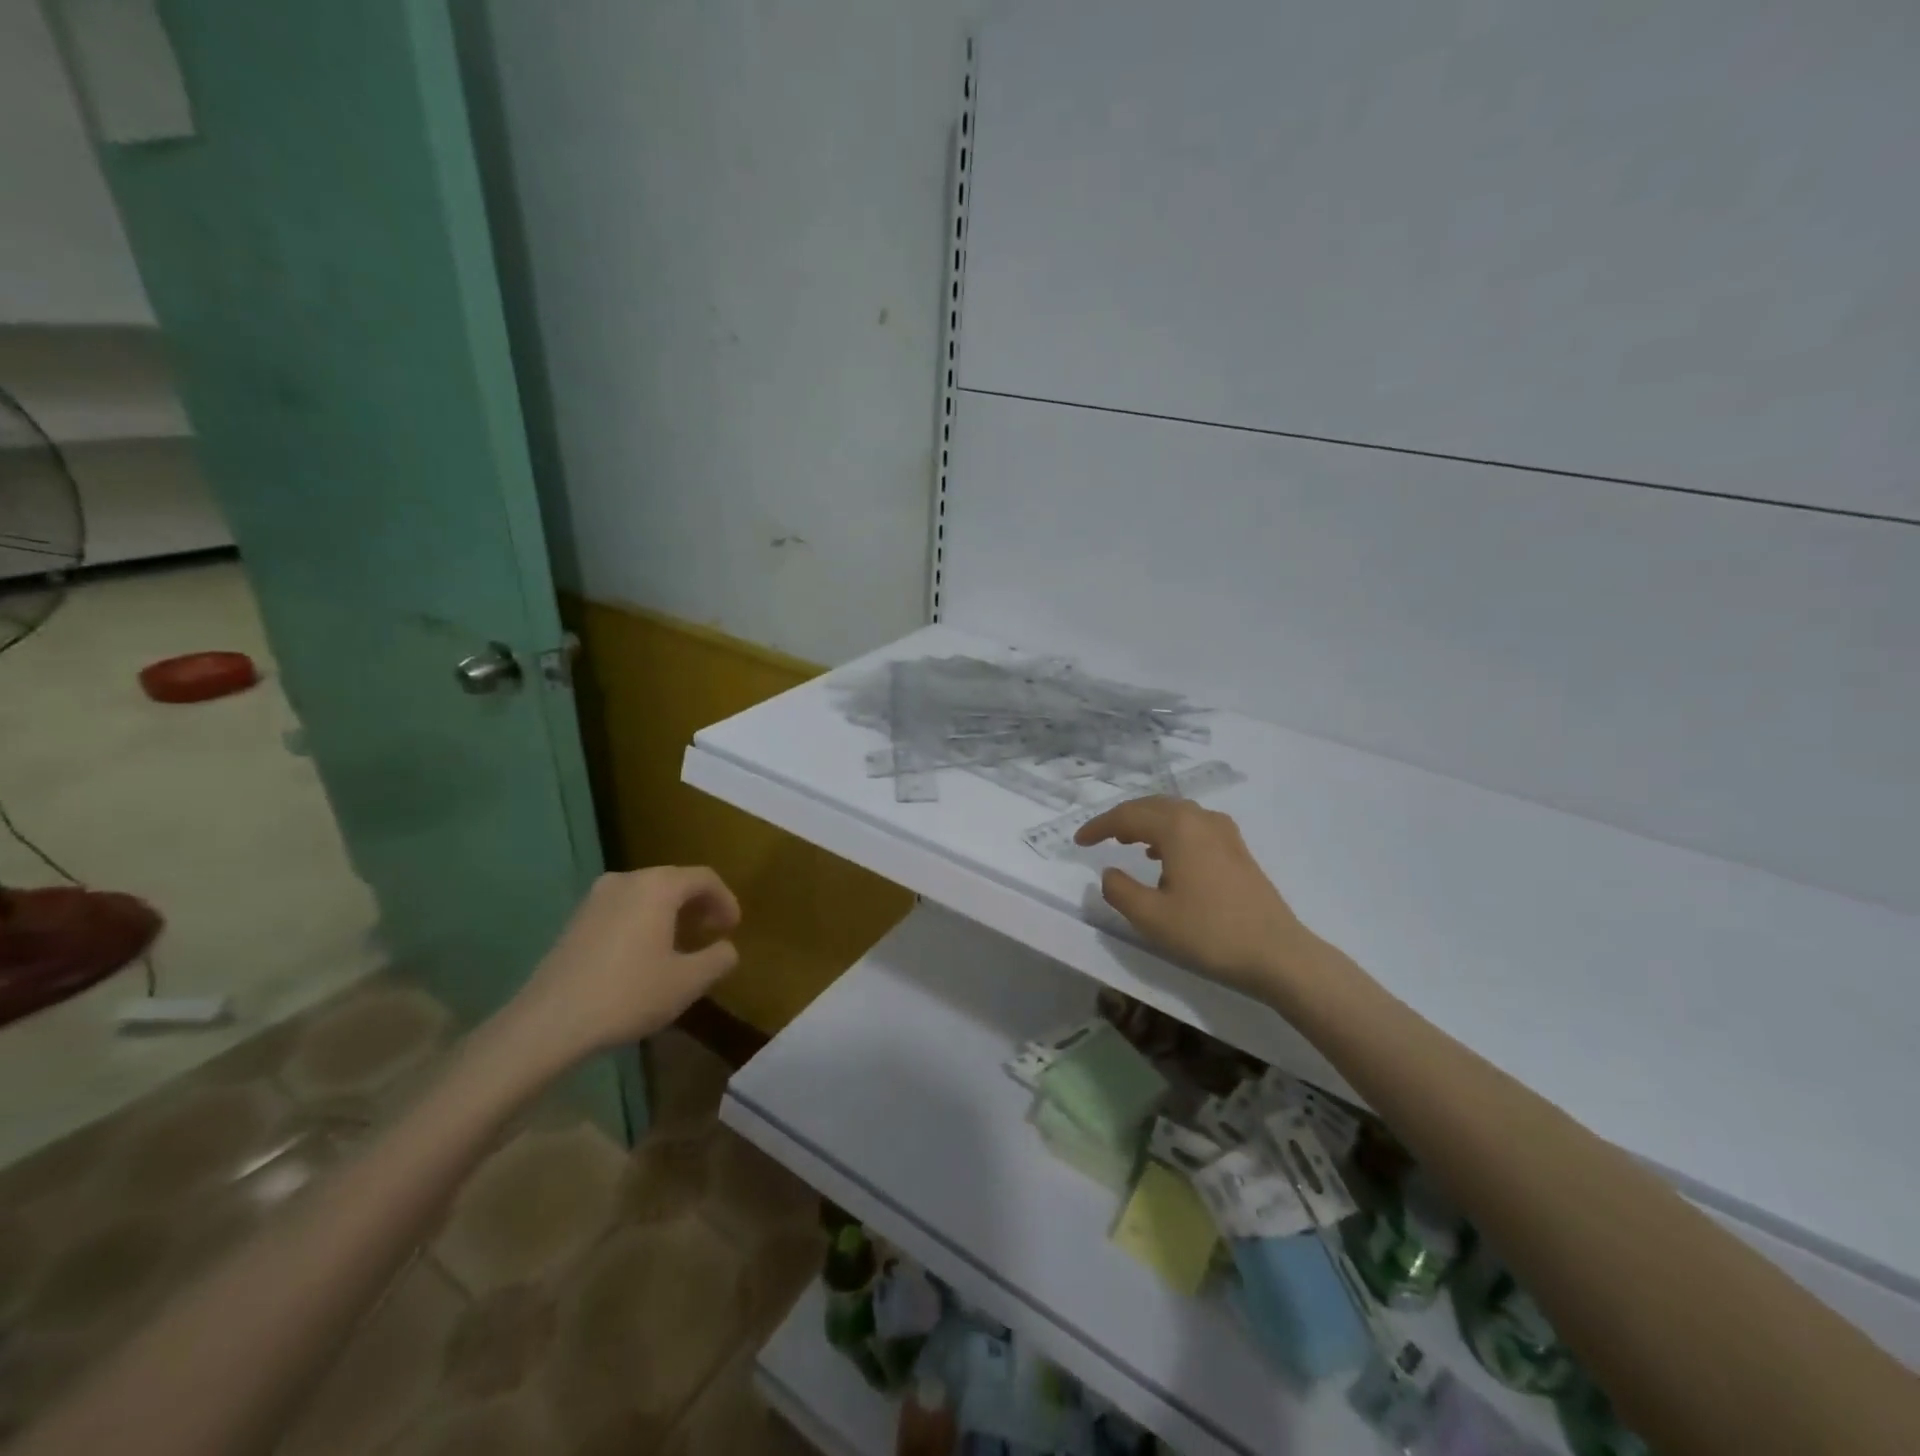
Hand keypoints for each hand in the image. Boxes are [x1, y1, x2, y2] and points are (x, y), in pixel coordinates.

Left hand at [503, 866, 740, 1066]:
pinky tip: (644, 954)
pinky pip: (623, 908)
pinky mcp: (576, 920)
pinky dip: (644, 921)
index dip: (726, 900)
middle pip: (674, 881)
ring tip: (680, 945)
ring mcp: (596, 898)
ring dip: (670, 913)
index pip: (704, 878)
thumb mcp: (688, 982)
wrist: (549, 1023)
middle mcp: (627, 880)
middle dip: (698, 905)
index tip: (733, 928)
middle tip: (711, 933)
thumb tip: (726, 948)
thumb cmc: (628, 994)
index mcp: (658, 886)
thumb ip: (718, 959)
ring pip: (646, 894)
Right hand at [1074, 798, 1324, 1002]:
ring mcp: (1224, 832)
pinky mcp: (1237, 849)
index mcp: (1177, 828)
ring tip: (1127, 841)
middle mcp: (1200, 819)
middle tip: (1099, 836)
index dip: (1099, 827)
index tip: (1078, 841)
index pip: (1127, 816)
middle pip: (1152, 806)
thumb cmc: (1209, 933)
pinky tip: (1165, 856)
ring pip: (1175, 813)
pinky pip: (1193, 826)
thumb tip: (1110, 872)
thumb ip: (1120, 891)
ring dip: (1147, 822)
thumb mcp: (1152, 918)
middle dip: (1122, 818)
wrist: (1277, 953)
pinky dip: (1170, 832)